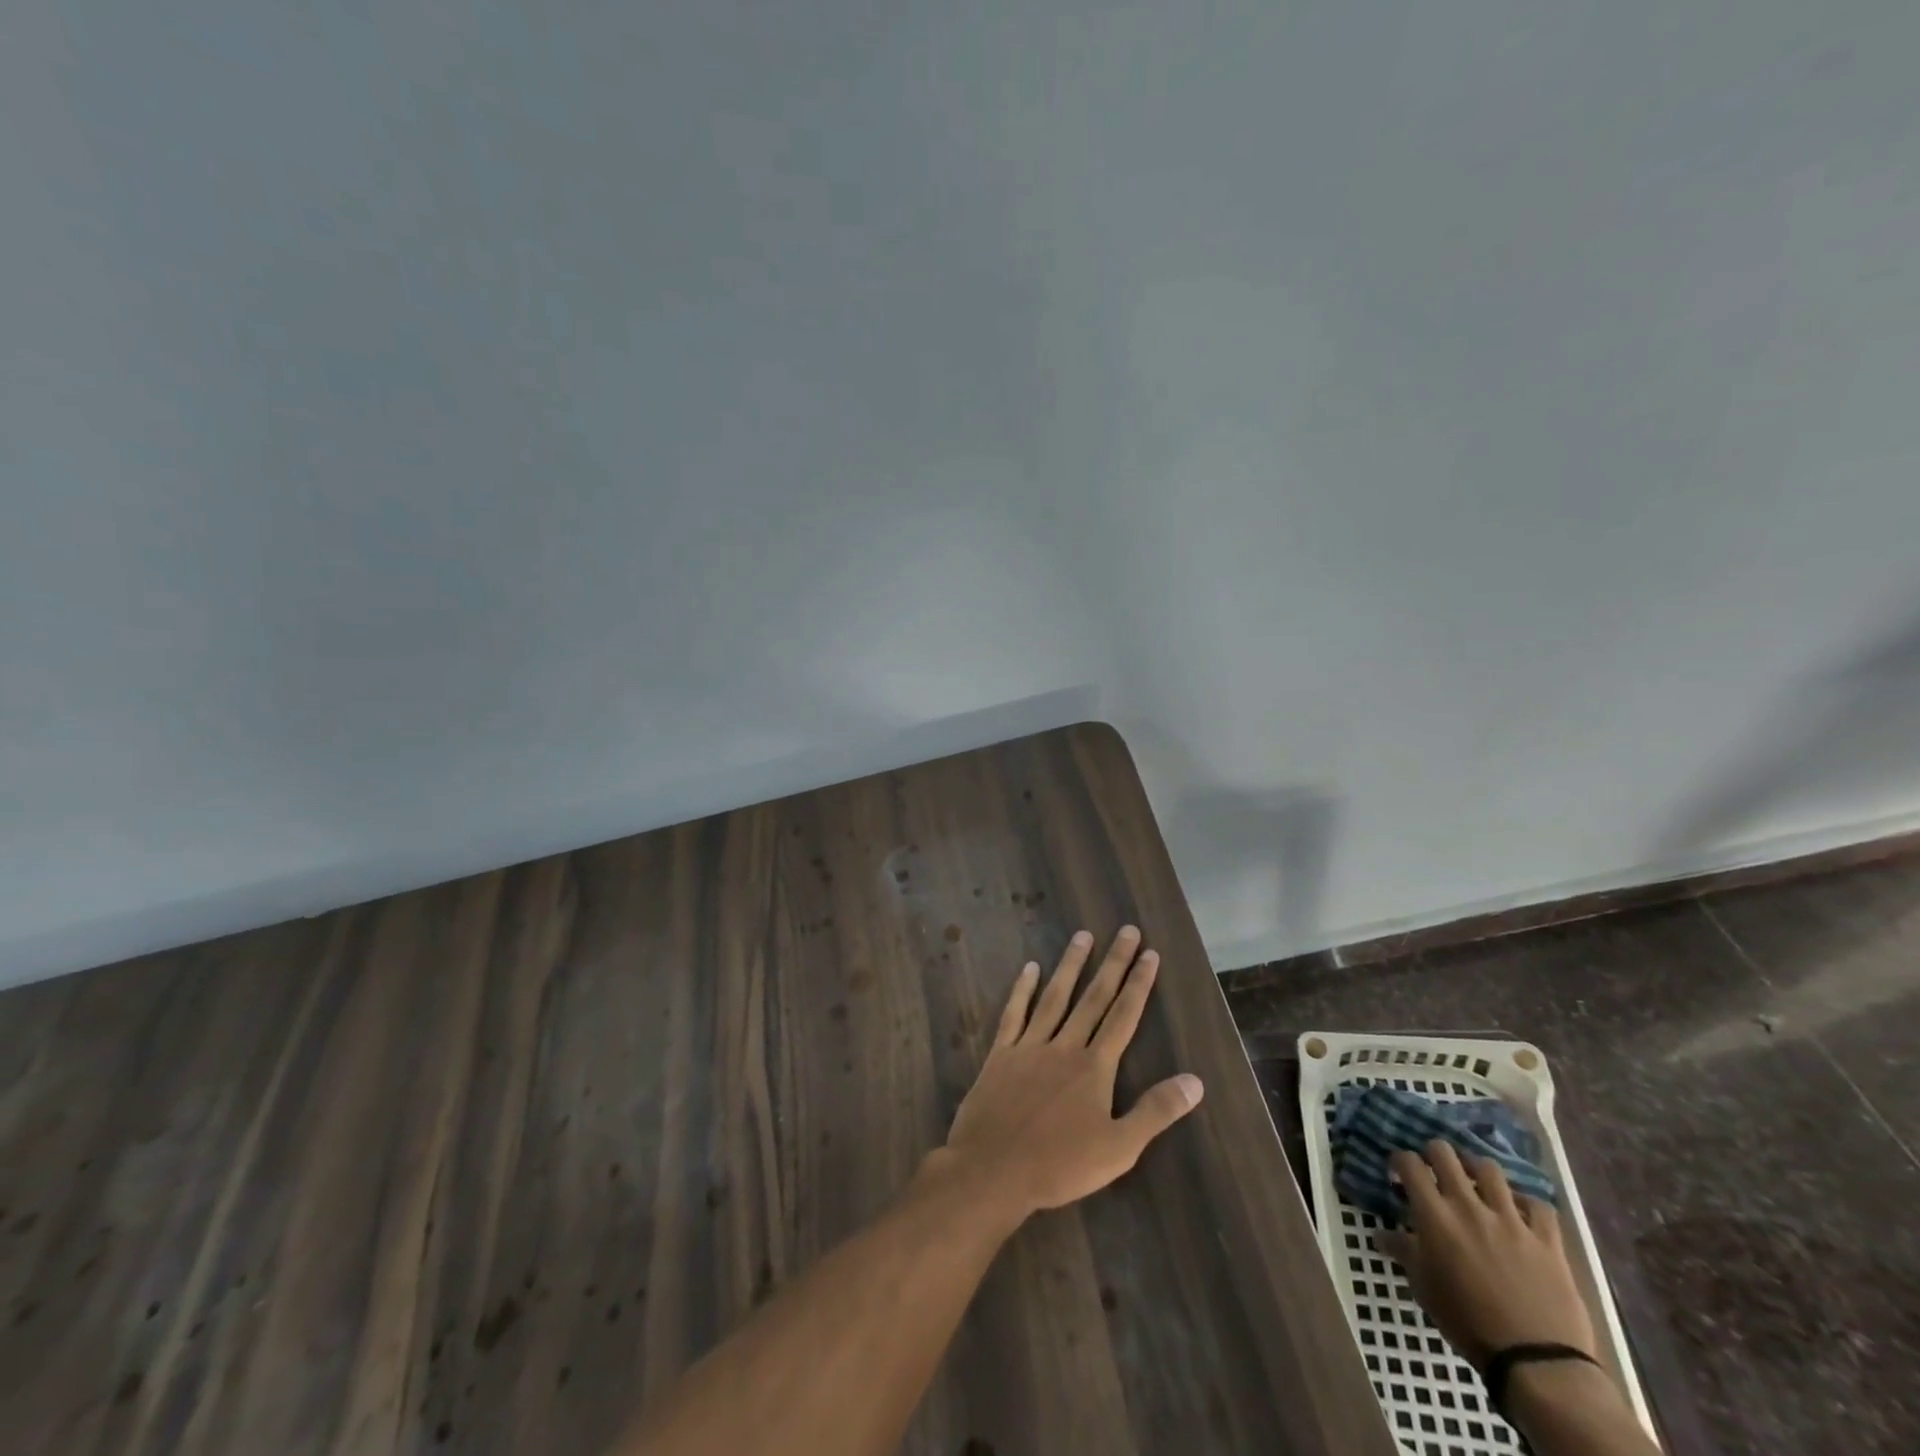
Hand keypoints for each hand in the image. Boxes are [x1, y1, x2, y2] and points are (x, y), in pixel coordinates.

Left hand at [938, 927, 1203, 1220]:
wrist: (994, 1169)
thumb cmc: (1060, 1165)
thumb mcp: (1119, 1148)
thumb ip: (1156, 1111)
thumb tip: (1196, 1081)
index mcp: (1095, 1067)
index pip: (1123, 1016)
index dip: (1138, 984)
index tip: (1149, 954)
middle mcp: (1065, 1045)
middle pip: (1093, 997)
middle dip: (1113, 963)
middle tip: (1126, 931)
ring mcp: (1030, 1046)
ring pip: (1055, 996)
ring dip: (1071, 965)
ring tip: (1083, 935)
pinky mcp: (1001, 1053)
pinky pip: (1014, 1013)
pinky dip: (1022, 989)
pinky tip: (1029, 967)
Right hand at [1379, 1141, 1595, 1368]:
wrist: (1535, 1362)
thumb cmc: (1467, 1323)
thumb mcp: (1423, 1288)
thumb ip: (1403, 1252)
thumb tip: (1379, 1235)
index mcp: (1435, 1215)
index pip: (1409, 1164)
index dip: (1400, 1160)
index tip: (1399, 1172)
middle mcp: (1469, 1206)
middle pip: (1446, 1154)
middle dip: (1435, 1153)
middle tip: (1435, 1169)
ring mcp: (1511, 1220)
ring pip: (1491, 1169)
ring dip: (1478, 1169)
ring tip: (1476, 1180)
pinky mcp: (1547, 1240)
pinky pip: (1539, 1206)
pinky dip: (1527, 1203)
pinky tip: (1521, 1211)